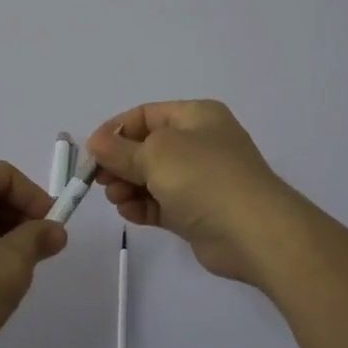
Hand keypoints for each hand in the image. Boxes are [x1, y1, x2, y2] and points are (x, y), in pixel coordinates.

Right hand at [81, 100, 296, 286]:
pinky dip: (143, 206)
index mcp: (196, 116)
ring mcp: (200, 180)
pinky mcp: (197, 212)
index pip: (146, 115)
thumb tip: (96, 143)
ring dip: (128, 186)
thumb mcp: (156, 154)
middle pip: (147, 147)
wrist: (255, 232)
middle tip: (99, 179)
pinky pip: (162, 204)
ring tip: (116, 198)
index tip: (92, 151)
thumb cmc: (204, 177)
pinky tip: (128, 213)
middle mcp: (199, 143)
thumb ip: (121, 150)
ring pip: (152, 177)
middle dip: (120, 161)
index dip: (116, 129)